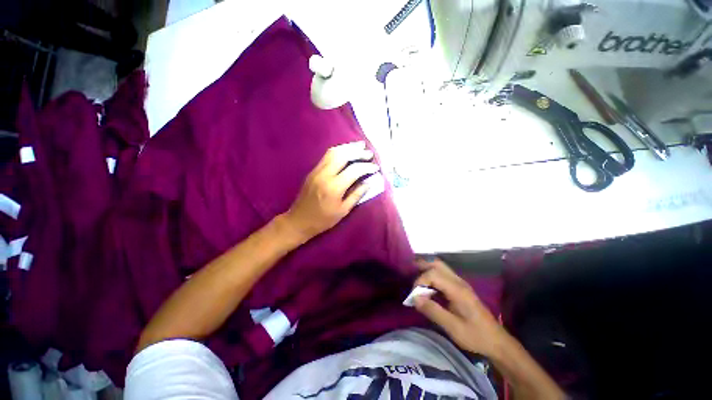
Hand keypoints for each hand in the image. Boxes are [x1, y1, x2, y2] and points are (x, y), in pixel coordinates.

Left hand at [284, 141, 377, 239]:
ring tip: (359, 146)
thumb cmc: (323, 219)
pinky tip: (346, 151)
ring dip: (348, 147)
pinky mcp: (312, 171)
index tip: (375, 167)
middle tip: (369, 153)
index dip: (366, 167)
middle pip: (343, 155)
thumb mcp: (343, 210)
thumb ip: (357, 195)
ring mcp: (317, 171)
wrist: (299, 220)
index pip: (354, 170)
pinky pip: (327, 156)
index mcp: (334, 187)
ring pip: (333, 152)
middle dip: (358, 152)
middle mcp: (325, 174)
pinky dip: (338, 151)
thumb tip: (369, 183)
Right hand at [413, 258, 506, 356]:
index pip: (433, 274)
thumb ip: (433, 311)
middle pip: (437, 265)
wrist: (497, 342)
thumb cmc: (475, 336)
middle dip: (422, 268)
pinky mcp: (460, 288)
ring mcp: (460, 283)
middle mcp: (459, 282)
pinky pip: (443, 275)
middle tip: (411, 277)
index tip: (414, 295)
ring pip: (440, 267)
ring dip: (427, 271)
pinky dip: (432, 276)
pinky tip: (428, 287)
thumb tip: (415, 298)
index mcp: (457, 290)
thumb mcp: (453, 327)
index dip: (420, 281)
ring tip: (416, 282)